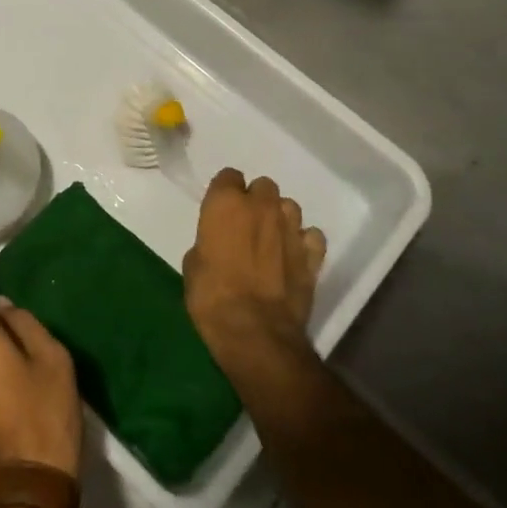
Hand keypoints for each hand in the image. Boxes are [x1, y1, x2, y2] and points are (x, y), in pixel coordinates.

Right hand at [183, 169, 326, 369]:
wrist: (255, 332)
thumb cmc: (212, 297)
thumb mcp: (193, 265)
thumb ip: (208, 242)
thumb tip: (217, 244)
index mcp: (226, 203)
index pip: (228, 176)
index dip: (224, 192)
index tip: (220, 210)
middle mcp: (261, 206)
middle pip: (263, 186)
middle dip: (256, 201)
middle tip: (246, 225)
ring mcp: (291, 228)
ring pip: (289, 207)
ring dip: (280, 218)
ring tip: (272, 241)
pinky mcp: (313, 254)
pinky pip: (311, 236)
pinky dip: (303, 243)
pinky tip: (294, 257)